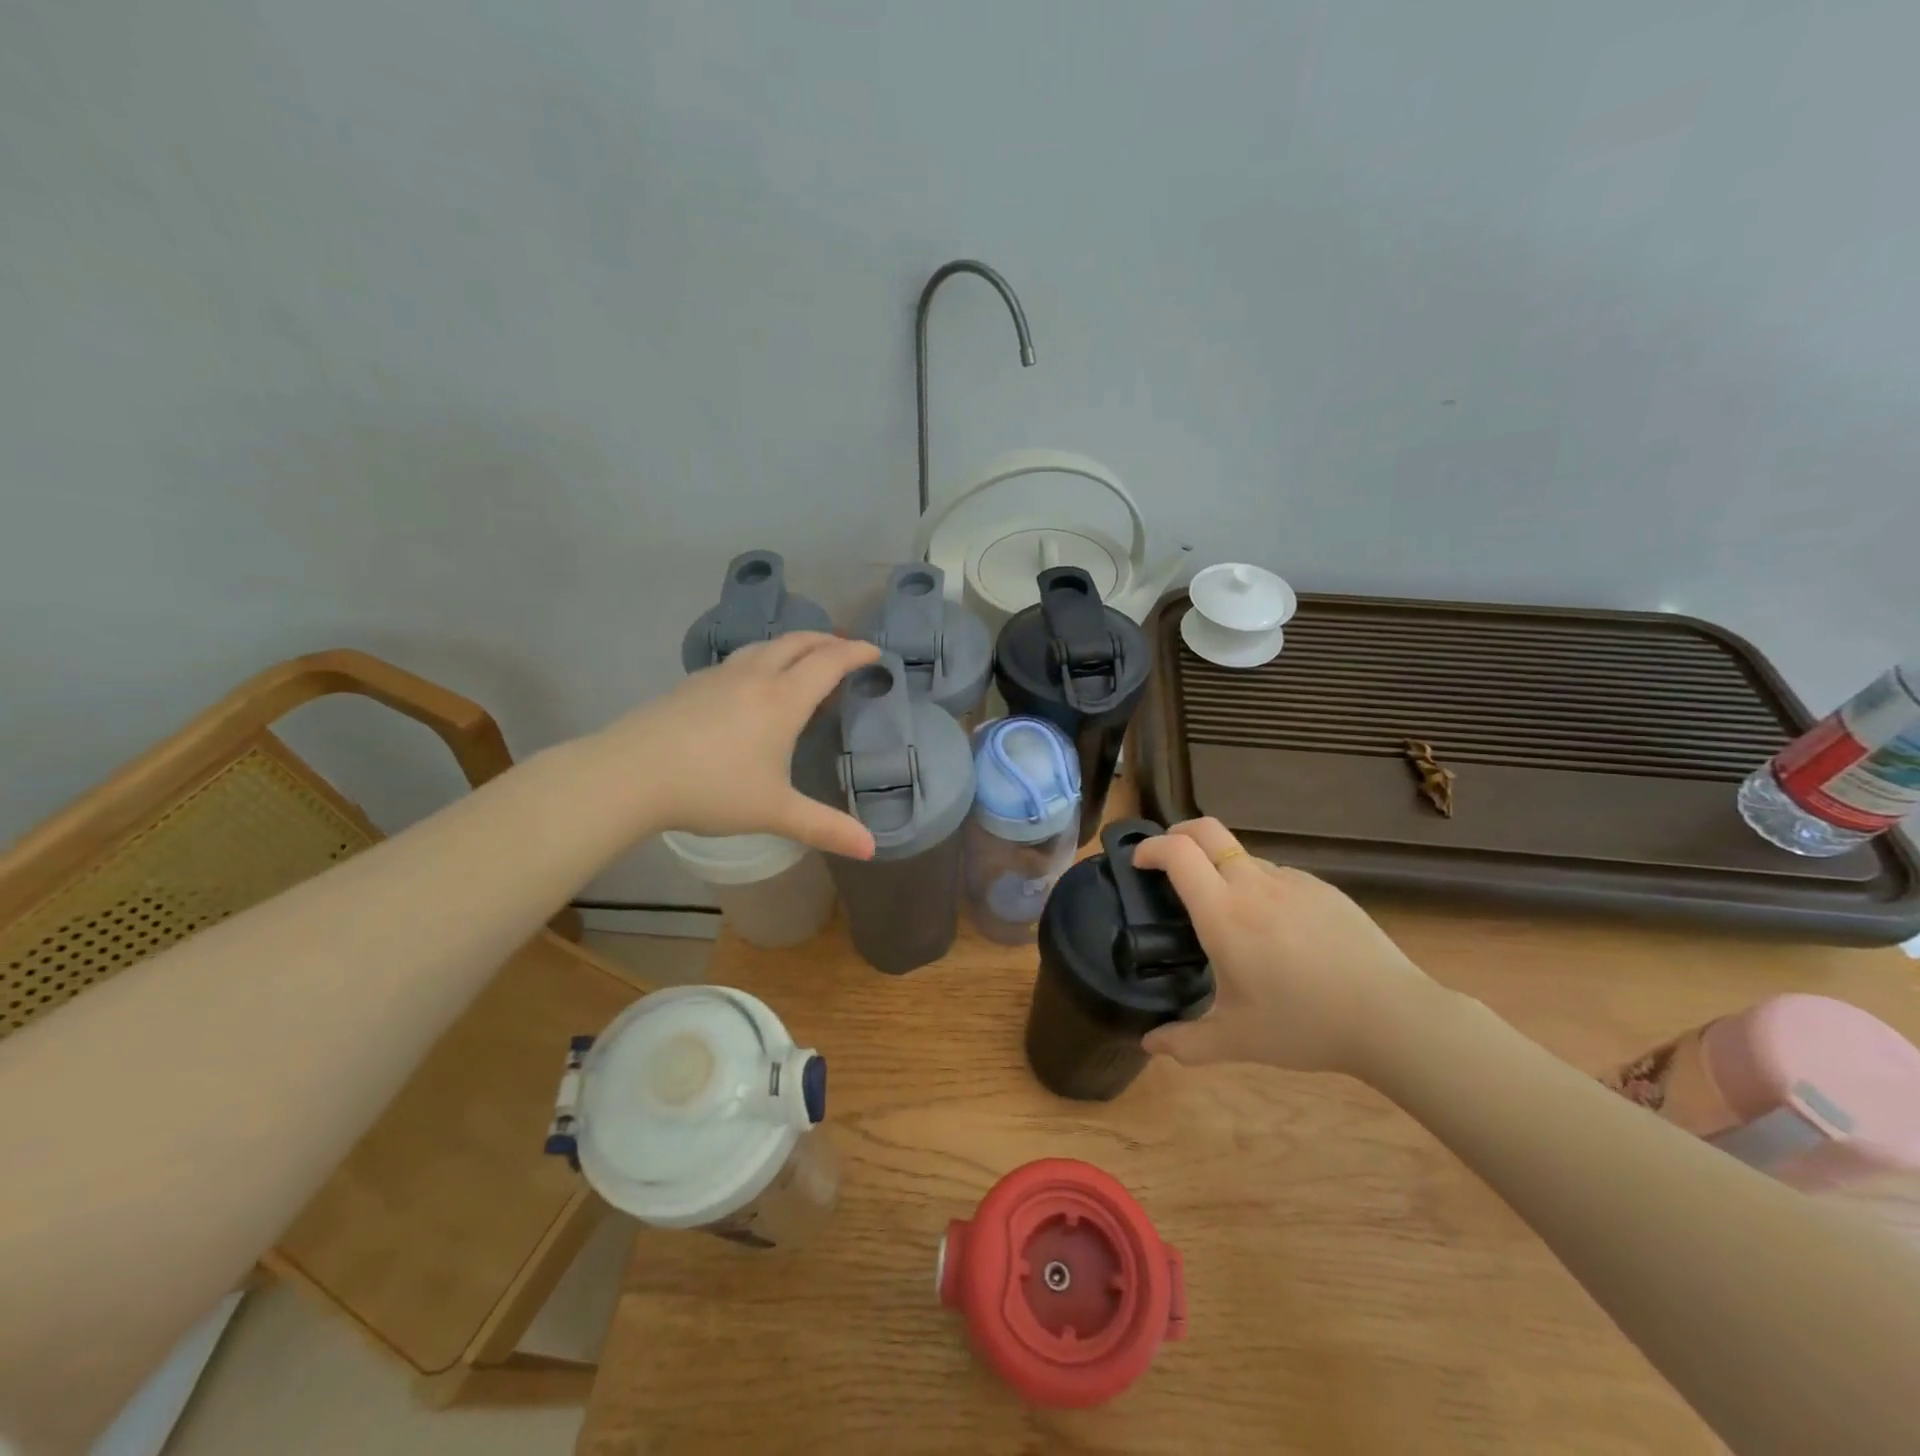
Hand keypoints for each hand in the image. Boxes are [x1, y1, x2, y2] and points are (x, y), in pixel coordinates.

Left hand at [599, 633, 881, 859]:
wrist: (630, 774)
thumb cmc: (712, 789)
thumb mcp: (775, 812)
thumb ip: (825, 828)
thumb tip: (871, 849)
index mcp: (783, 700)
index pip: (828, 663)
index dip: (855, 653)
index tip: (874, 651)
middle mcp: (755, 677)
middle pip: (797, 643)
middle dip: (826, 641)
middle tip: (844, 649)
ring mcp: (719, 676)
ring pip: (765, 646)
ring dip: (793, 645)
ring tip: (803, 659)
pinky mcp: (692, 684)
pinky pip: (739, 659)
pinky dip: (762, 658)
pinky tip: (752, 682)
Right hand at [1132, 818, 1435, 1075]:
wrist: (1392, 1017)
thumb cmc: (1304, 1024)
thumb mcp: (1237, 1040)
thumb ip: (1186, 1042)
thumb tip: (1149, 1045)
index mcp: (1223, 913)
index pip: (1177, 853)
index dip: (1150, 847)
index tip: (1138, 862)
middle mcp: (1253, 884)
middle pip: (1206, 830)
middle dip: (1178, 832)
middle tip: (1168, 858)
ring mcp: (1292, 882)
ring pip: (1243, 856)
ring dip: (1221, 868)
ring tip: (1228, 913)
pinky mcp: (1323, 889)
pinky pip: (1278, 877)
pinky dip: (1260, 888)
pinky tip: (1276, 931)